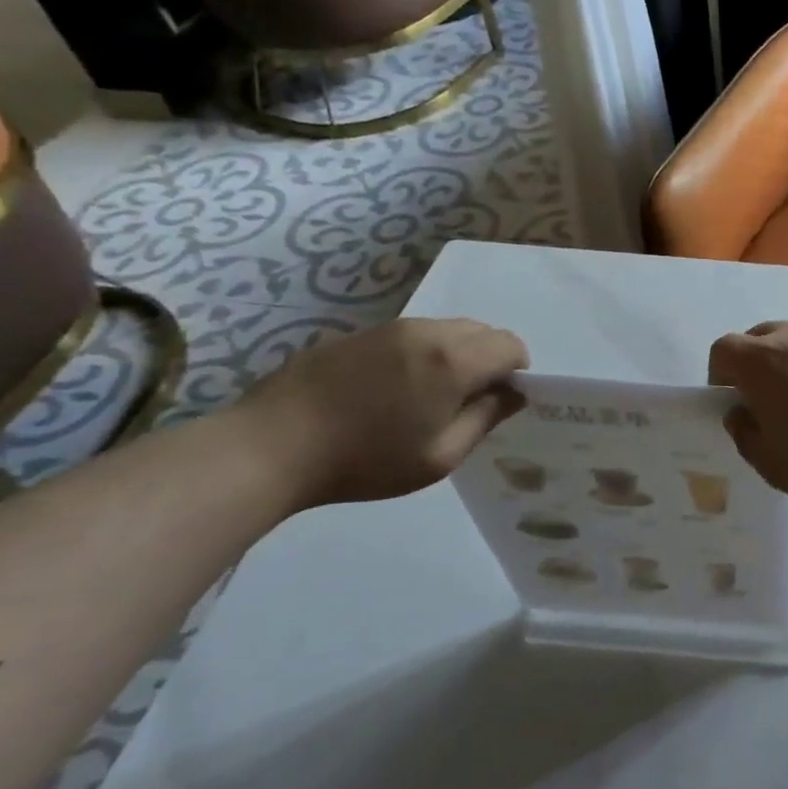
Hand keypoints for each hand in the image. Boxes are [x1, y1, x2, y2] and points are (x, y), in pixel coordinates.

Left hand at [239, 319, 528, 508]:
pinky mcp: (360, 333)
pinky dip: (422, 353)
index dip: (517, 372)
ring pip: (447, 329)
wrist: (270, 447)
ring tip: (426, 397)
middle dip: (489, 360)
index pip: (511, 346)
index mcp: (453, 360)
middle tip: (465, 402)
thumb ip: (485, 419)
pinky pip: (412, 334)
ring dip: (455, 355)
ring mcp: (390, 328)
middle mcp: (427, 332)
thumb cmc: (365, 460)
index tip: (498, 402)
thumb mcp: (440, 457)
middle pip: (482, 331)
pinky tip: (390, 390)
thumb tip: (513, 394)